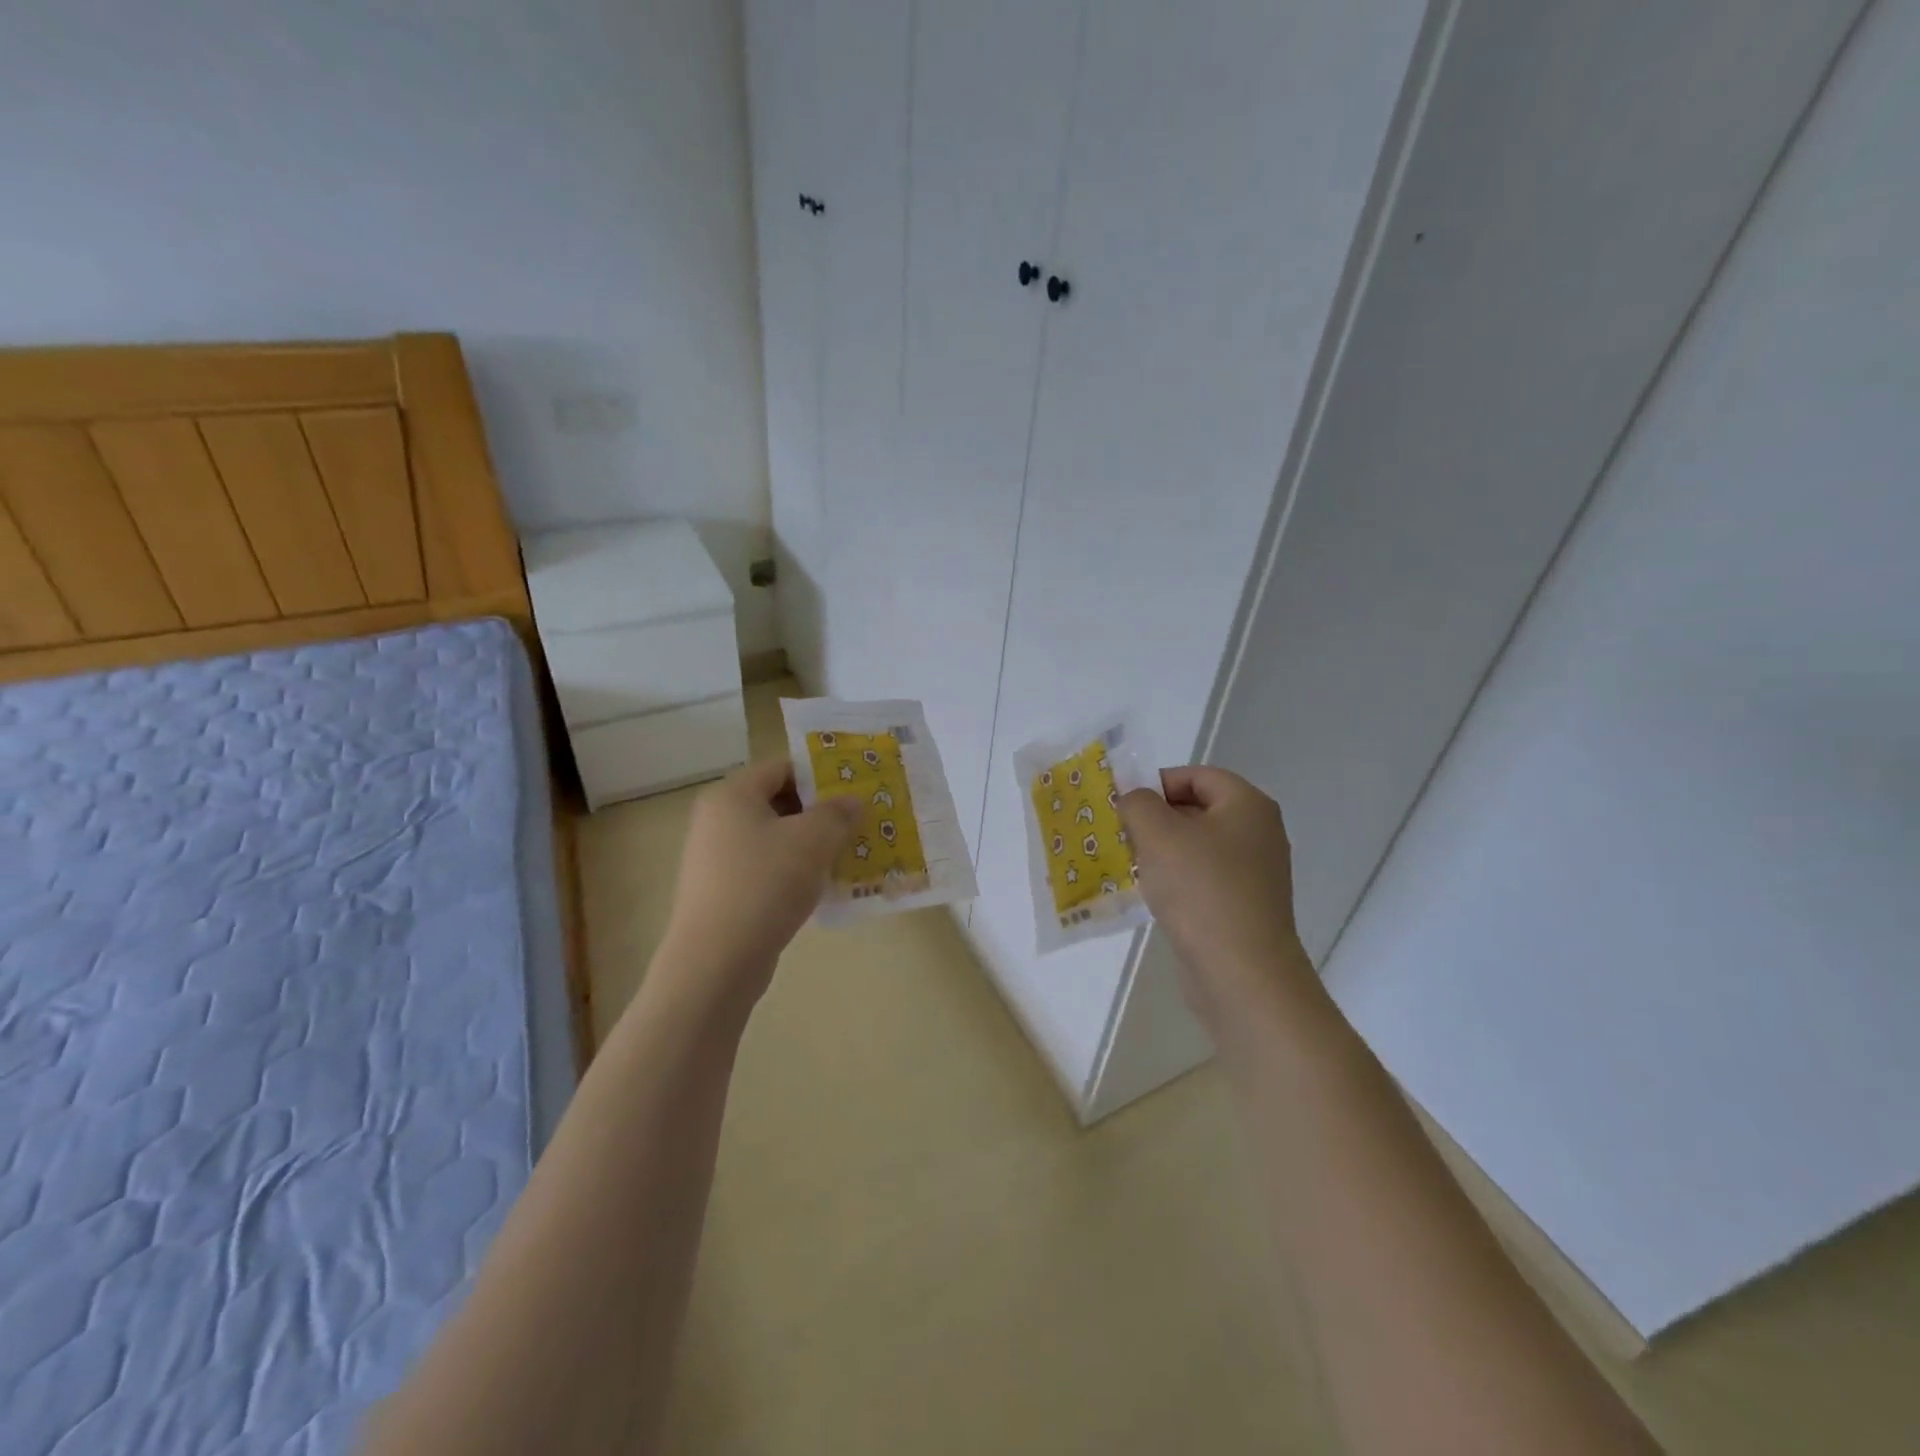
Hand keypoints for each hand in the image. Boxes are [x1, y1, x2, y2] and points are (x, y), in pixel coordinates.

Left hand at [657, 756, 860, 1007]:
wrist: (716, 961)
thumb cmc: (765, 884)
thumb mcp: (813, 840)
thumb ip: (837, 813)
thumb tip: (852, 800)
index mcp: (732, 794)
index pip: (783, 767)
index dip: (821, 775)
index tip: (855, 792)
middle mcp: (717, 819)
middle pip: (778, 801)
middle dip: (820, 812)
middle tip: (857, 824)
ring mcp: (714, 858)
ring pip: (773, 838)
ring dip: (810, 845)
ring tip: (846, 857)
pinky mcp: (720, 892)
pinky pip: (764, 869)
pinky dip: (792, 872)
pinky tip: (820, 889)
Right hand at [1118, 766, 1320, 1047]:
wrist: (1242, 973)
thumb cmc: (1201, 890)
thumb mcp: (1158, 834)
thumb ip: (1138, 803)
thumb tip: (1134, 799)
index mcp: (1247, 805)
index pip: (1196, 775)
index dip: (1157, 782)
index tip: (1123, 805)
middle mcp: (1258, 833)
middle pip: (1197, 809)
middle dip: (1154, 818)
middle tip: (1118, 833)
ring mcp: (1254, 873)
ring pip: (1196, 847)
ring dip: (1161, 852)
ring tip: (1126, 863)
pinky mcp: (1243, 907)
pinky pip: (1202, 880)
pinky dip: (1175, 881)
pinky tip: (1150, 896)